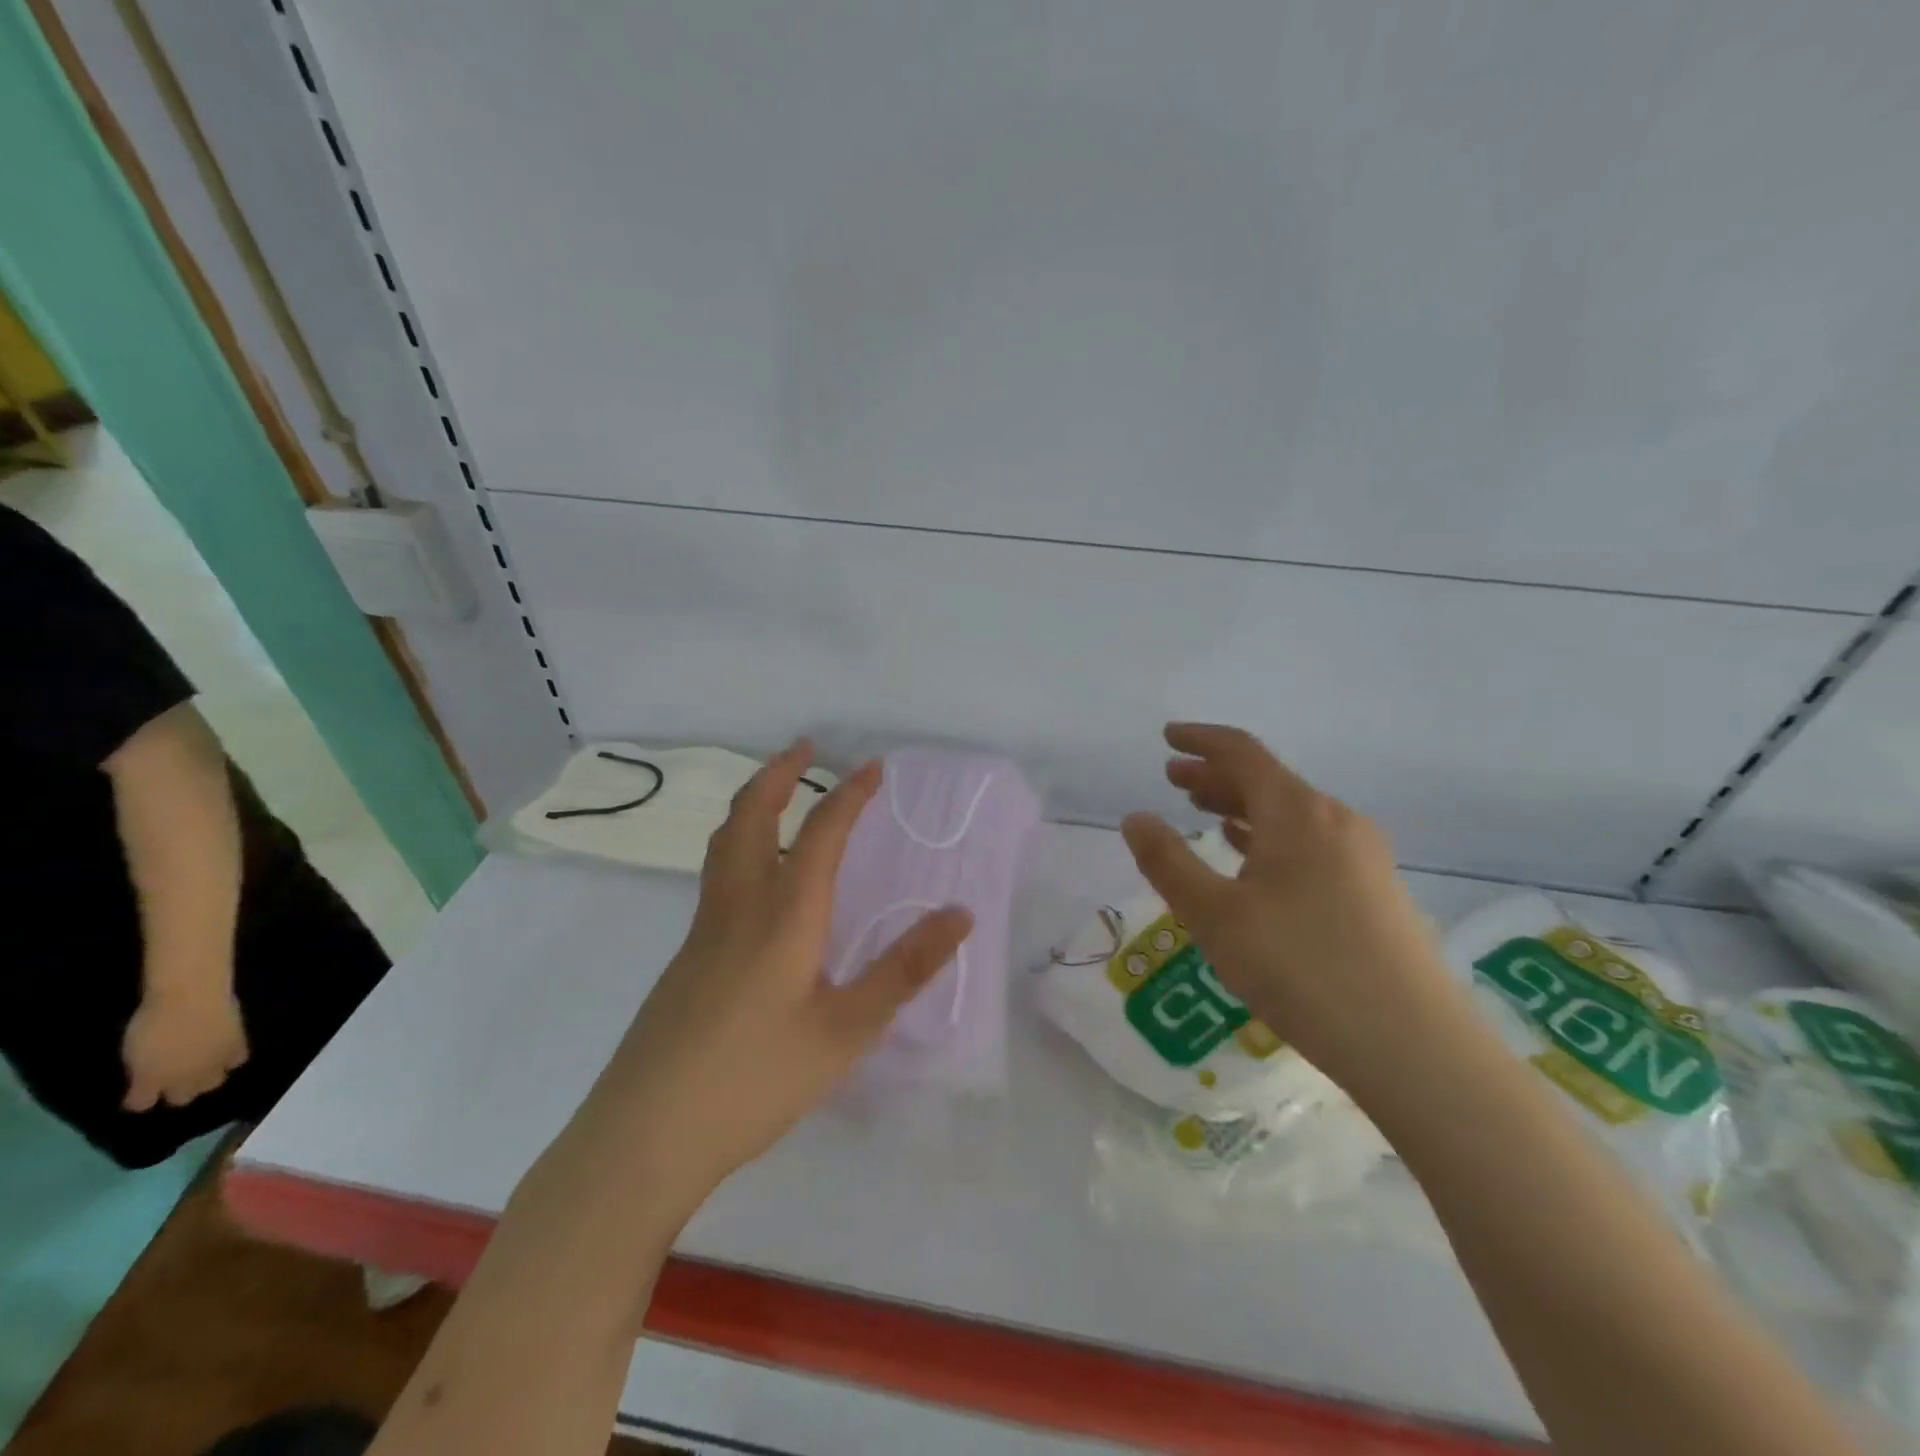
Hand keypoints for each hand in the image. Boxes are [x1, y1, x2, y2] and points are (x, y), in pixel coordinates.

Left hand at [121, 982, 248, 1111]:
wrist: (191, 996)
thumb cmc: (152, 1020)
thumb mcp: (133, 1051)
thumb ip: (141, 1070)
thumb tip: (148, 1080)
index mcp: (151, 1081)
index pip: (142, 1104)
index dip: (139, 1098)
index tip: (137, 1091)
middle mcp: (183, 1079)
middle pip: (182, 1098)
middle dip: (178, 1091)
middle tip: (174, 1077)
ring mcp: (212, 1063)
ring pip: (213, 1083)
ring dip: (206, 1078)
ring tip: (202, 1066)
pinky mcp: (236, 1047)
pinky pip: (237, 1061)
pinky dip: (230, 1059)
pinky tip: (224, 1051)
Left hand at [605, 741, 972, 1209]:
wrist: (645, 1136)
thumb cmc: (755, 1079)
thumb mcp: (846, 1029)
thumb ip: (904, 969)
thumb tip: (959, 913)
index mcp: (784, 914)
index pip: (821, 832)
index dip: (850, 794)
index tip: (874, 767)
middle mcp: (739, 906)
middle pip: (751, 817)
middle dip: (778, 774)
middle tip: (804, 747)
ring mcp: (703, 932)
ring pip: (724, 844)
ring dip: (753, 805)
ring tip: (777, 794)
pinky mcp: (686, 960)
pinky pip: (717, 878)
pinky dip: (741, 846)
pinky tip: (759, 884)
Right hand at [1119, 723, 1461, 1090]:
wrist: (1413, 1046)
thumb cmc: (1300, 969)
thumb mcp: (1214, 916)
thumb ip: (1168, 862)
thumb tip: (1136, 818)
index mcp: (1297, 813)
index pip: (1242, 753)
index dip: (1200, 740)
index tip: (1168, 737)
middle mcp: (1335, 821)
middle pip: (1267, 781)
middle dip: (1216, 776)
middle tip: (1174, 779)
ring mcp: (1363, 856)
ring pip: (1290, 814)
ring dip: (1242, 807)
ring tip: (1205, 814)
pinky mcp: (1375, 891)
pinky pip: (1310, 843)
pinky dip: (1271, 838)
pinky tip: (1253, 861)